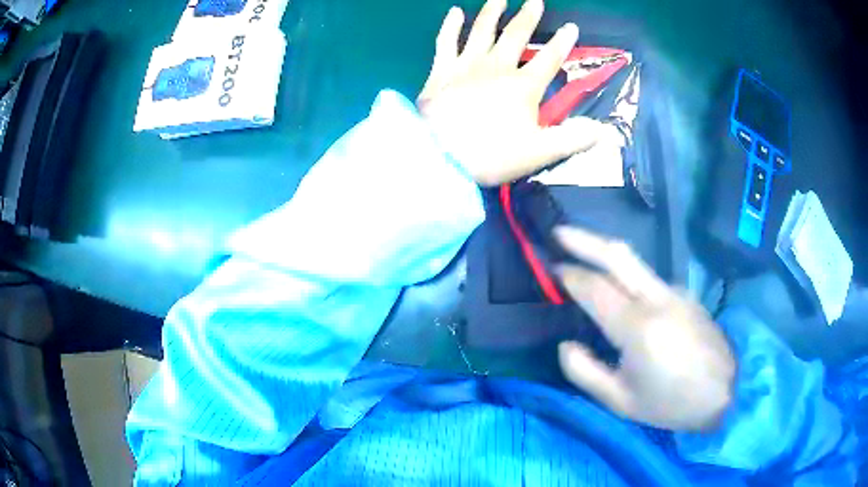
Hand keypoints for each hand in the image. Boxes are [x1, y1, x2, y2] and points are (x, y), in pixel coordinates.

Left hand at [419, 0, 602, 185]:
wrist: (439, 156)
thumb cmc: (491, 155)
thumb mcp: (539, 152)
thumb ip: (572, 139)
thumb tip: (602, 131)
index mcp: (523, 86)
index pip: (549, 58)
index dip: (562, 42)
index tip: (571, 26)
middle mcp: (497, 67)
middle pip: (516, 35)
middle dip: (528, 16)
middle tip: (535, 0)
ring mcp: (467, 65)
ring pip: (483, 30)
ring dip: (493, 11)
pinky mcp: (441, 70)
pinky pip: (446, 41)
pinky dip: (451, 25)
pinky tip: (454, 12)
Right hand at [555, 226, 735, 431]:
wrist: (725, 391)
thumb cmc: (670, 403)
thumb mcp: (620, 401)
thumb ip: (585, 371)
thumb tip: (565, 345)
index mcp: (638, 328)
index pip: (595, 287)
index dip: (569, 275)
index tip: (549, 268)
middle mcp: (657, 298)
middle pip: (617, 255)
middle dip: (584, 239)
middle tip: (558, 233)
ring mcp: (675, 292)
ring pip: (634, 262)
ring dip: (605, 254)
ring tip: (583, 257)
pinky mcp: (685, 294)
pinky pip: (648, 278)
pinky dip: (626, 275)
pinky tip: (620, 291)